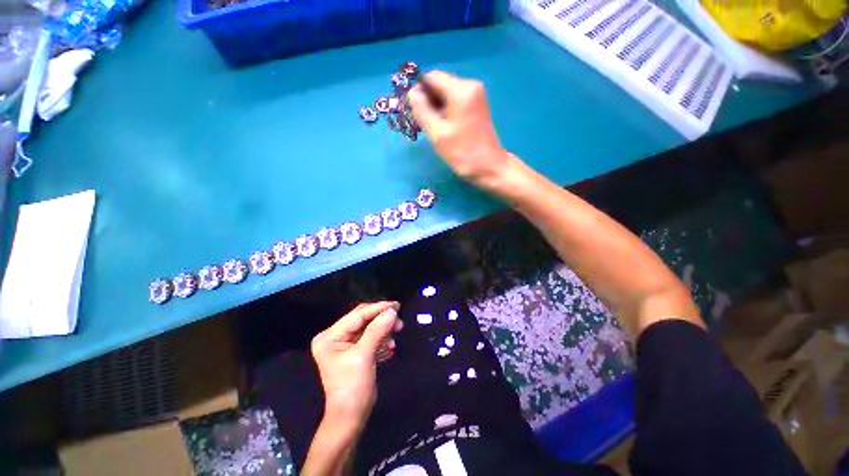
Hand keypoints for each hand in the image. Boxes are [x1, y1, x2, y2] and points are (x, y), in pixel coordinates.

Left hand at [310, 302, 401, 432]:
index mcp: (330, 336)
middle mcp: (335, 336)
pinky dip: (381, 338)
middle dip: (381, 318)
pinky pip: (370, 337)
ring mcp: (344, 344)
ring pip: (368, 327)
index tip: (396, 305)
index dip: (378, 308)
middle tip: (399, 319)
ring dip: (384, 328)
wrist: (351, 417)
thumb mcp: (364, 356)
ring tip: (398, 330)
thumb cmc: (353, 387)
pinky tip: (390, 345)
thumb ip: (377, 330)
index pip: (357, 315)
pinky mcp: (354, 351)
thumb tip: (392, 311)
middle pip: (362, 319)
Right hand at [407, 71, 512, 190]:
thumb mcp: (437, 133)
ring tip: (435, 130)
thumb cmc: (462, 152)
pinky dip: (446, 112)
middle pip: (440, 84)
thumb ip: (422, 110)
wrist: (490, 167)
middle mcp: (471, 85)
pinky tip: (445, 129)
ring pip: (447, 94)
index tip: (415, 112)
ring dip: (436, 109)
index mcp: (461, 89)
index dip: (419, 91)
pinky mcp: (477, 106)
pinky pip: (455, 102)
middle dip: (428, 101)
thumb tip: (412, 93)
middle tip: (424, 124)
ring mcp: (476, 95)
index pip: (432, 77)